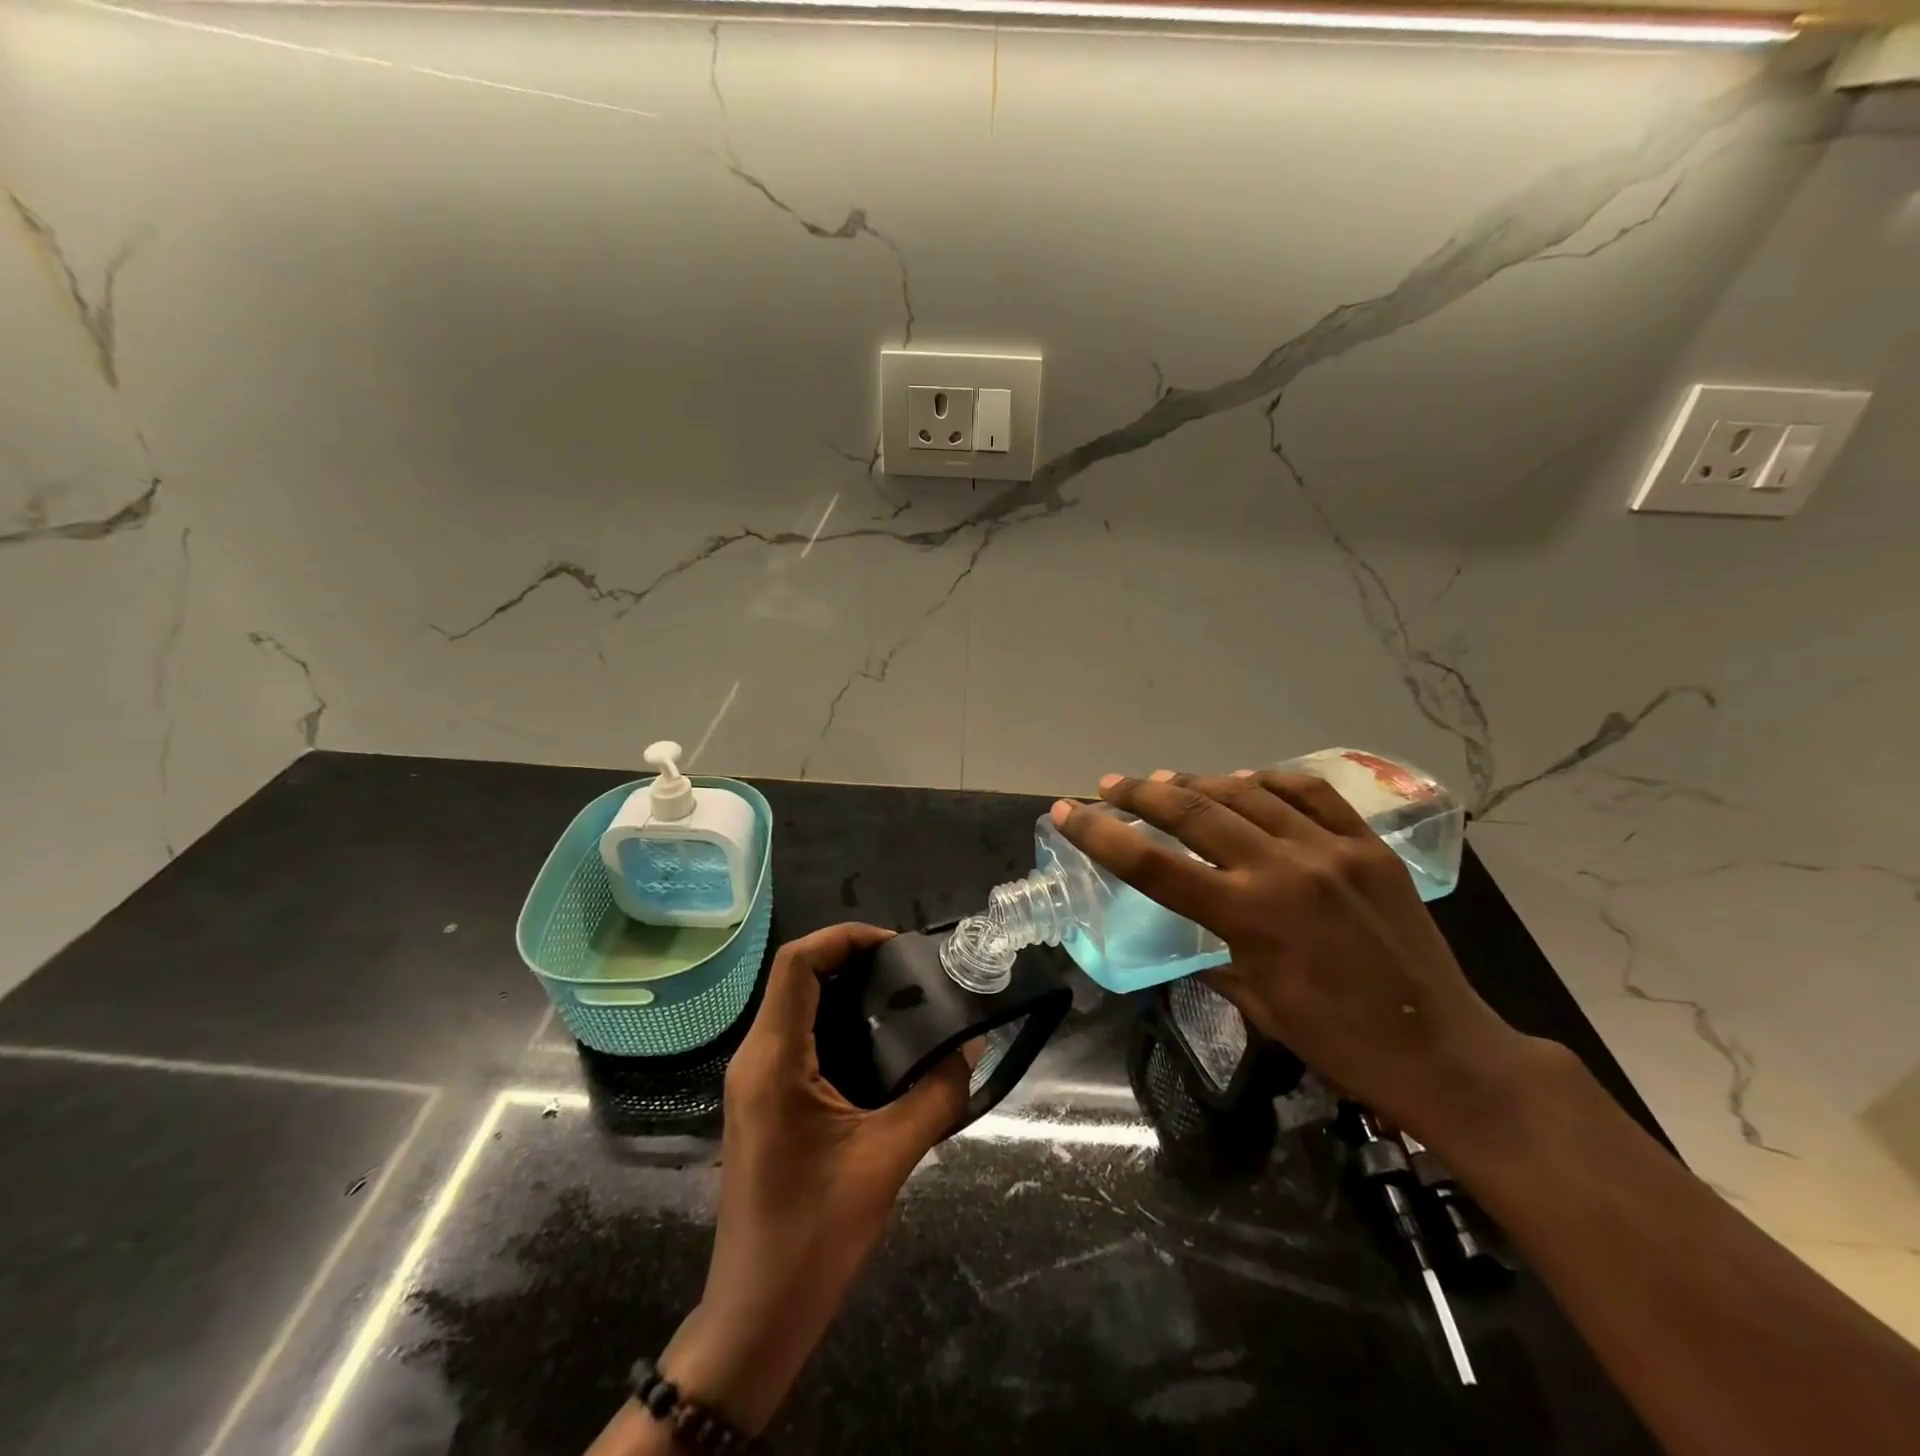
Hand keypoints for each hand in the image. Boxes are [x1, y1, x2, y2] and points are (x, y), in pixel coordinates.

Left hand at [661, 923, 968, 1433]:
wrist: (756, 1317)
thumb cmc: (814, 1234)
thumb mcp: (888, 1159)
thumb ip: (936, 1095)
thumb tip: (971, 1046)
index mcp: (773, 1059)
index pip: (797, 963)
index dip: (844, 938)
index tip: (897, 946)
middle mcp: (755, 1058)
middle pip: (796, 977)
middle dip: (851, 961)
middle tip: (909, 972)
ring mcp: (754, 1082)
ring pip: (795, 1007)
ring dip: (844, 993)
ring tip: (902, 1001)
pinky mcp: (763, 1104)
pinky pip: (797, 1040)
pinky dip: (836, 1025)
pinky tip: (879, 1049)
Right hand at [1052, 770, 1549, 1142]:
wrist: (1445, 1050)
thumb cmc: (1340, 1042)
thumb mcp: (1258, 1003)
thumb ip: (1215, 954)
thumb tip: (1191, 931)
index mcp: (1248, 916)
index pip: (1153, 865)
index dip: (1102, 835)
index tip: (1067, 811)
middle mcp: (1283, 868)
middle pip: (1193, 812)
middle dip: (1140, 795)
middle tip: (1110, 786)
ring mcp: (1330, 849)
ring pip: (1246, 794)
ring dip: (1197, 784)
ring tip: (1165, 782)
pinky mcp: (1368, 844)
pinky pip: (1310, 793)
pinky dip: (1269, 781)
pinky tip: (1246, 782)